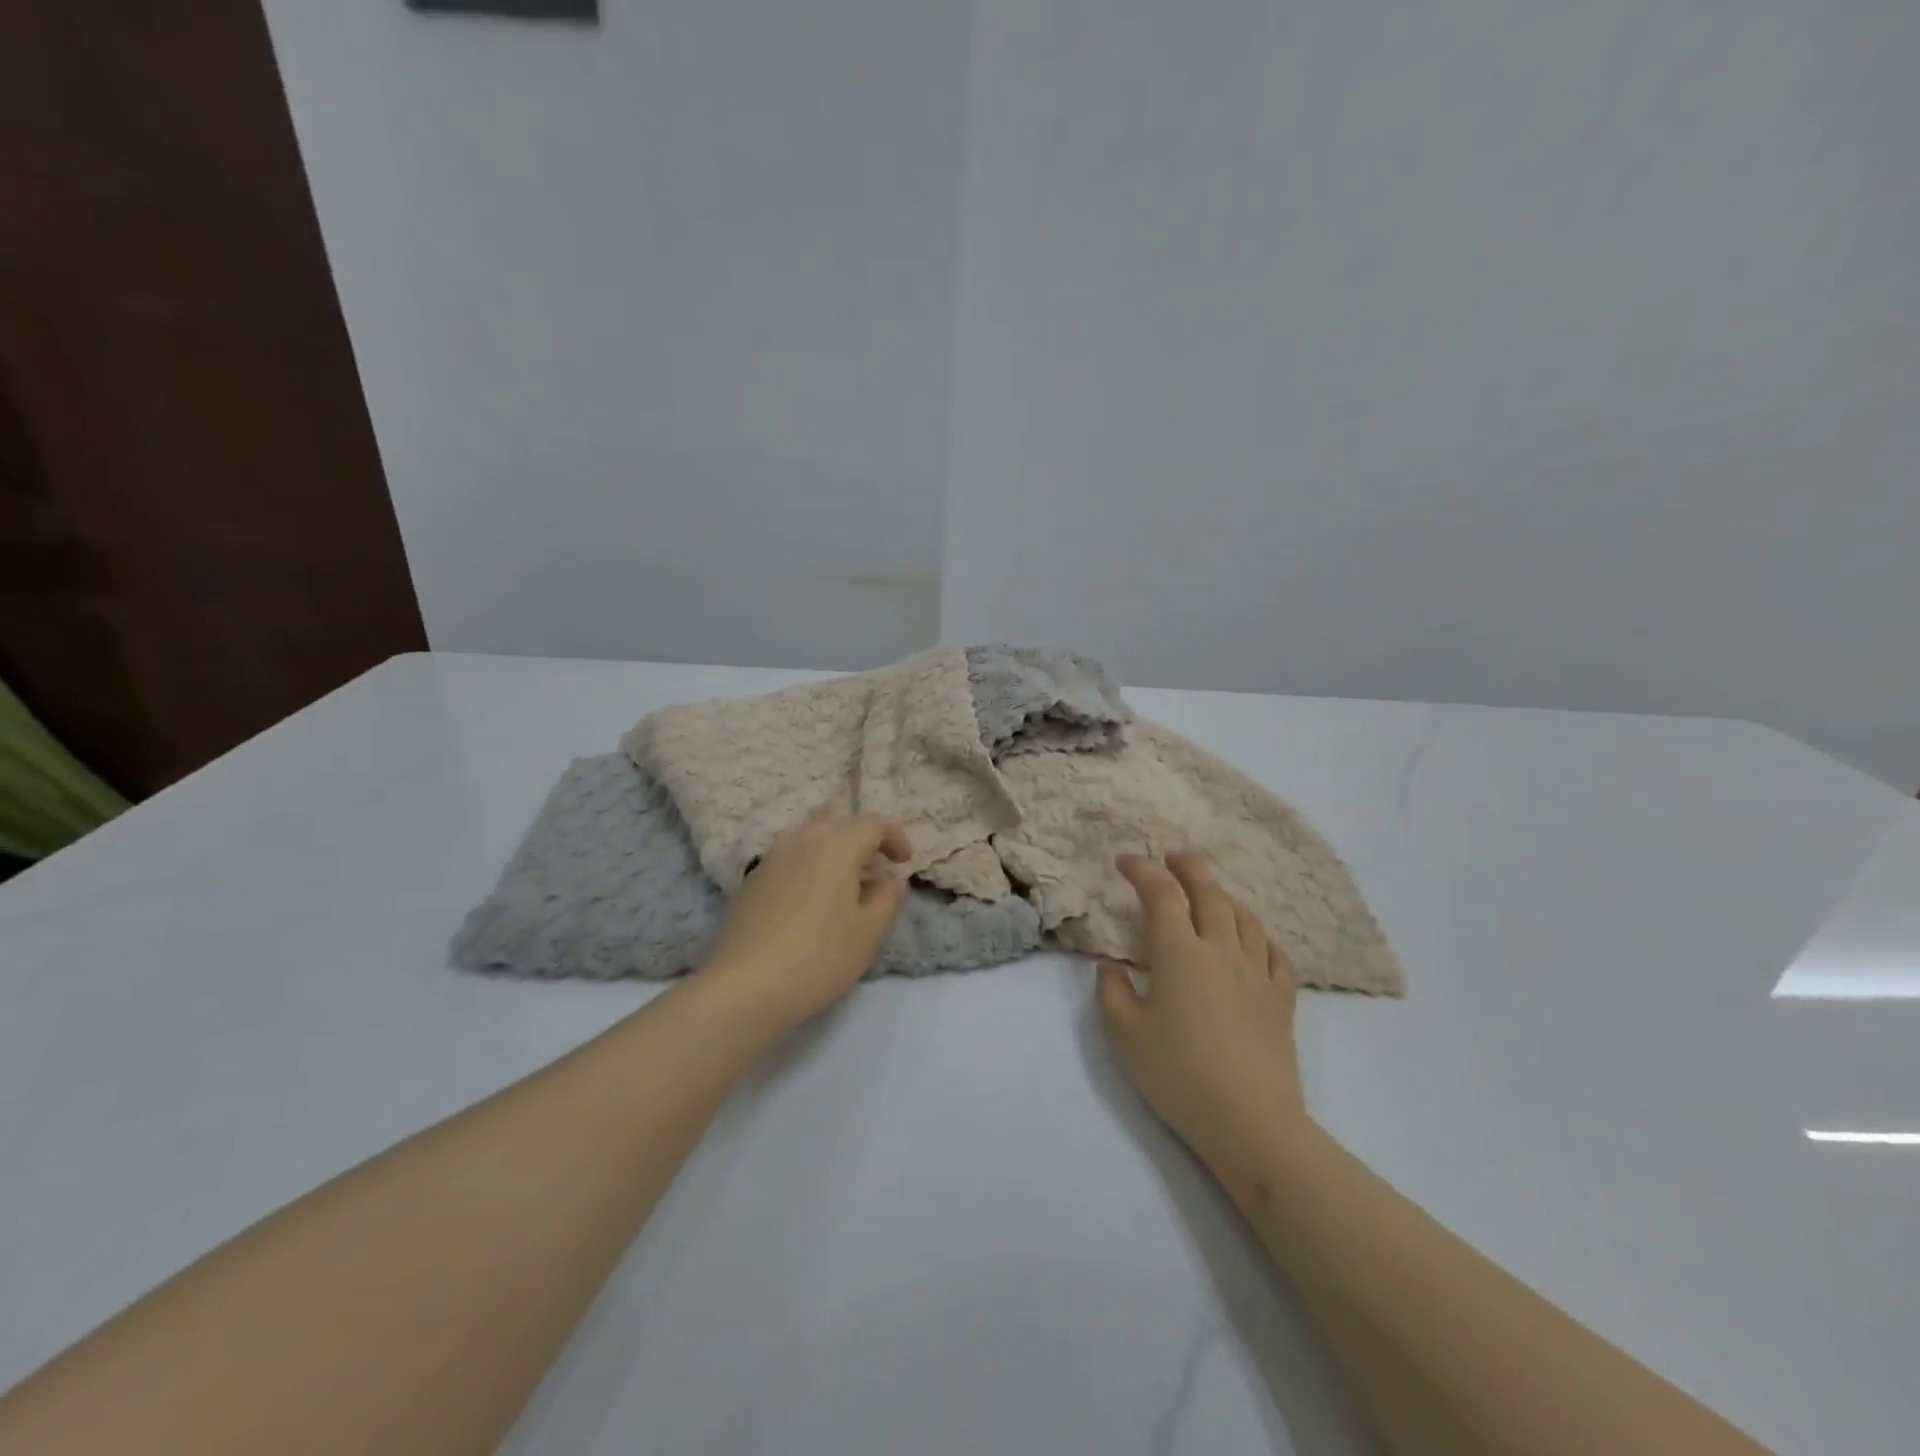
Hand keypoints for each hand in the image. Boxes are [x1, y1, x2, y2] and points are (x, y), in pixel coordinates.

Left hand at [699, 815, 911, 1028]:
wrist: (744, 986)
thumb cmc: (819, 956)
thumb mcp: (869, 932)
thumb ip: (887, 899)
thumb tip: (887, 880)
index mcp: (836, 845)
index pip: (873, 823)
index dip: (895, 837)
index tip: (905, 862)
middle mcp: (801, 840)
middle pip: (839, 824)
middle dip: (863, 839)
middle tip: (877, 868)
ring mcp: (771, 859)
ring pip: (810, 839)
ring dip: (833, 851)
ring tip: (844, 884)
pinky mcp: (750, 882)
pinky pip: (789, 859)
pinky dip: (808, 867)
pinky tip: (810, 901)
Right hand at [1095, 853, 1310, 1172]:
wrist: (1250, 1122)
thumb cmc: (1178, 1075)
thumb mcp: (1124, 1035)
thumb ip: (1111, 990)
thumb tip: (1112, 964)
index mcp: (1180, 953)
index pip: (1161, 894)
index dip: (1142, 870)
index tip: (1125, 863)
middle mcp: (1222, 950)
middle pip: (1210, 892)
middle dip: (1189, 867)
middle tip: (1172, 857)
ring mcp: (1258, 973)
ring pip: (1246, 917)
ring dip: (1225, 897)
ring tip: (1210, 896)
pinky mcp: (1282, 1000)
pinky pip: (1276, 954)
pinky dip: (1261, 938)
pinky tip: (1253, 943)